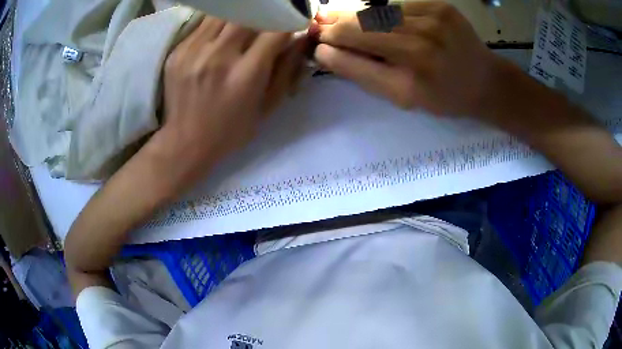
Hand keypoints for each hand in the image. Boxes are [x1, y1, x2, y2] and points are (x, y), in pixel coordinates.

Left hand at [154, 16, 305, 186]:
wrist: (185, 141)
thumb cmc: (231, 130)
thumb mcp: (267, 107)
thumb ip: (286, 70)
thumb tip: (300, 38)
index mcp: (246, 74)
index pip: (275, 30)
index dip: (289, 20)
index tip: (292, 21)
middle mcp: (219, 56)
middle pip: (248, 14)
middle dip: (264, 13)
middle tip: (266, 21)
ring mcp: (194, 51)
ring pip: (224, 13)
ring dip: (239, 14)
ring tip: (244, 22)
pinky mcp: (178, 51)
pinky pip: (203, 23)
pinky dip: (217, 22)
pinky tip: (221, 33)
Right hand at [312, 2, 504, 117]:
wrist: (485, 81)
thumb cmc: (443, 96)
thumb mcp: (404, 97)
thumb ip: (363, 73)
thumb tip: (326, 52)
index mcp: (412, 76)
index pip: (355, 52)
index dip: (331, 45)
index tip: (316, 43)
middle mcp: (423, 44)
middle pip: (363, 25)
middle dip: (337, 25)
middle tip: (319, 24)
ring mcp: (434, 20)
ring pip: (378, 12)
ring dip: (356, 15)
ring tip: (338, 18)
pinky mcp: (441, 6)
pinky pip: (400, 6)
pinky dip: (386, 12)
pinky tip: (382, 20)